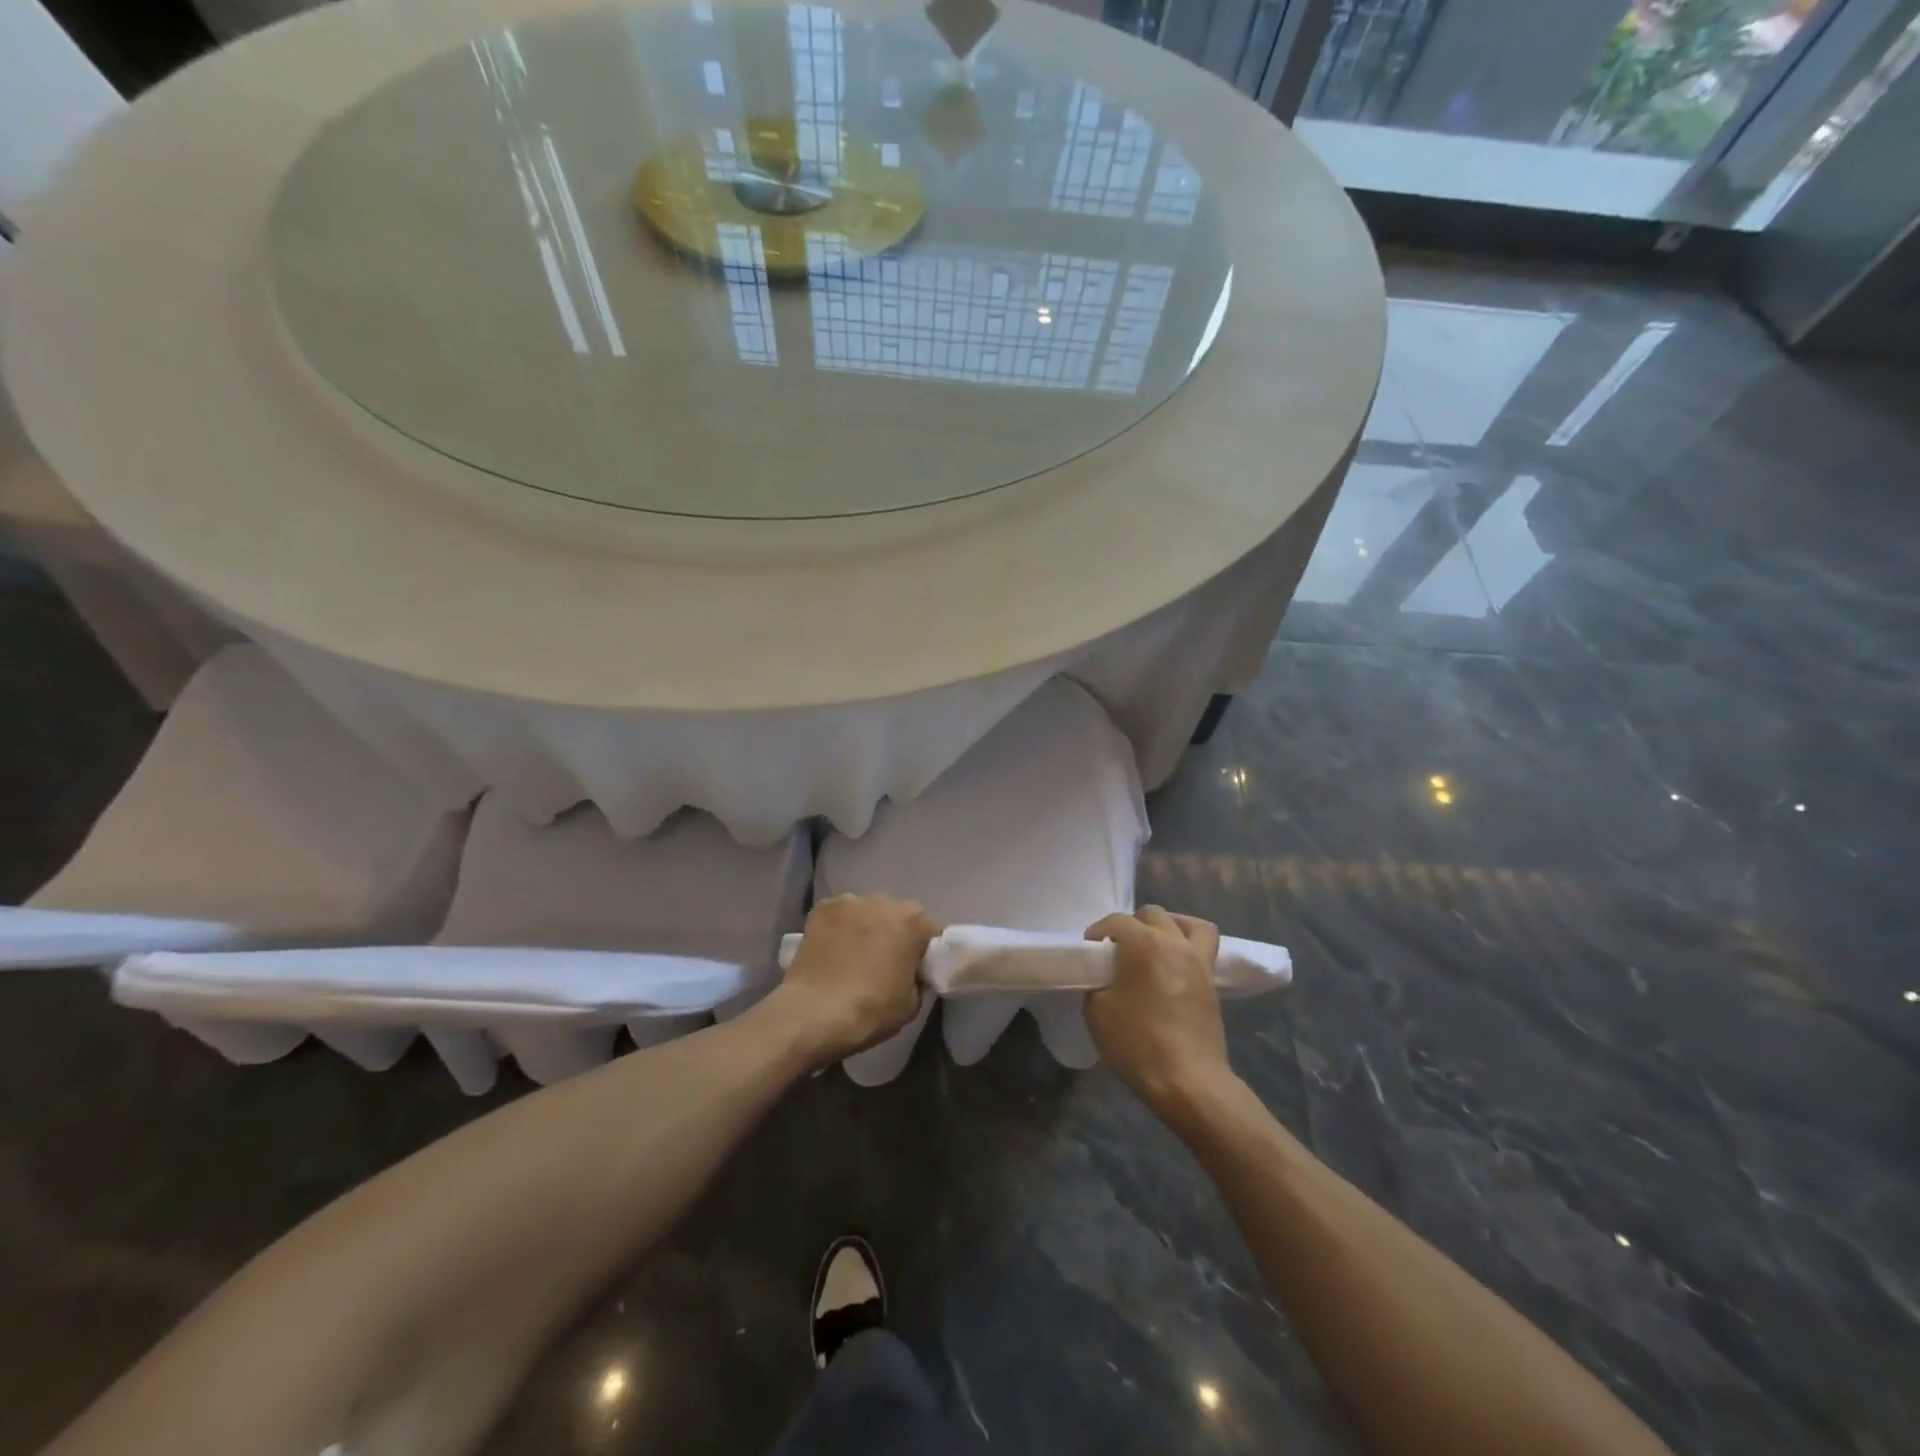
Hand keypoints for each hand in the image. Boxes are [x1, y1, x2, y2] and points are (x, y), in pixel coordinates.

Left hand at [772, 894, 936, 1066]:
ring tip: (853, 957)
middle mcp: (884, 901)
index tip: (917, 969)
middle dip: (894, 934)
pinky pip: (839, 916)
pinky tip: (832, 950)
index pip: (930, 930)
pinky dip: (839, 928)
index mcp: (913, 920)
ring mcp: (850, 901)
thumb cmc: (871, 1009)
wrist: (814, 1013)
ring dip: (866, 928)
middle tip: (884, 962)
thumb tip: (910, 973)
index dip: (925, 951)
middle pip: (897, 916)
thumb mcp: (912, 1003)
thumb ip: (918, 978)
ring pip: (866, 913)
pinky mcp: (821, 908)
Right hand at [1084, 906, 1230, 1114]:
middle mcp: (1173, 942)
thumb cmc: (1137, 1043)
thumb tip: (1103, 977)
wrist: (1187, 1081)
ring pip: (1186, 923)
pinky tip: (1174, 963)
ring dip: (1167, 926)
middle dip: (1131, 926)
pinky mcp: (1212, 981)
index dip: (1097, 933)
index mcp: (1142, 943)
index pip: (1115, 921)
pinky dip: (1189, 944)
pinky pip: (1204, 946)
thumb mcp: (1097, 1011)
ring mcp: (1198, 960)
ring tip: (1153, 945)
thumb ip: (1096, 983)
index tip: (1089, 952)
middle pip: (1151, 914)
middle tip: (1118, 951)